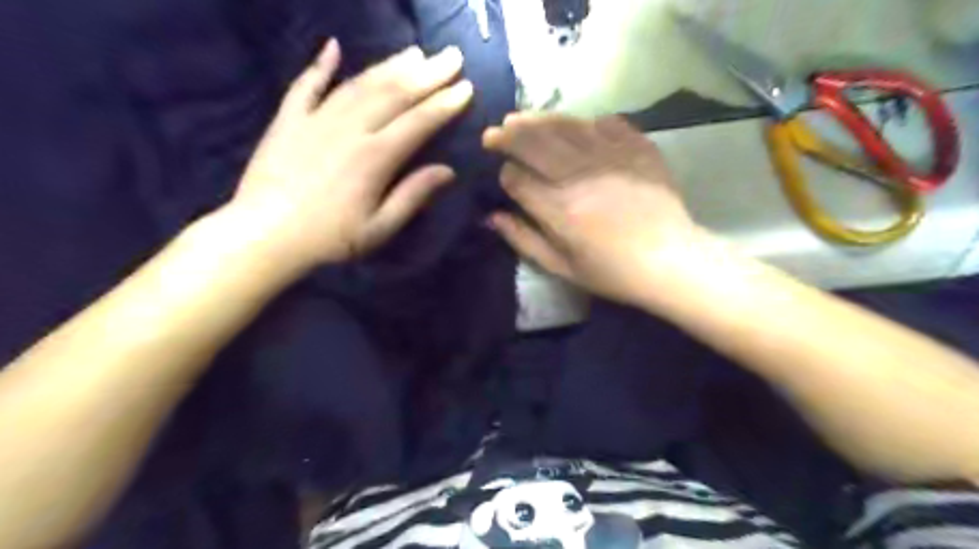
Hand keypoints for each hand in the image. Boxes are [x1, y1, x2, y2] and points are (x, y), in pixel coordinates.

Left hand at [230, 37, 473, 269]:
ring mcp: (316, 119)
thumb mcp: (380, 228)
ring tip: (415, 52)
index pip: (419, 122)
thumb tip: (448, 170)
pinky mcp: (288, 120)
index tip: (467, 87)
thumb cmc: (330, 239)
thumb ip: (413, 195)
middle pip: (394, 93)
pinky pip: (306, 85)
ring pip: (360, 83)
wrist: (264, 236)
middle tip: (451, 55)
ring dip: (390, 65)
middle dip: (427, 73)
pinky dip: (319, 65)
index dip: (445, 103)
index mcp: (375, 157)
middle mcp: (350, 128)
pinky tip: (333, 47)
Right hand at [481, 113, 703, 306]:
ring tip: (521, 119)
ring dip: (537, 120)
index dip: (506, 175)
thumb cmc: (612, 271)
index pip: (516, 178)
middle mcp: (579, 175)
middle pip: (533, 142)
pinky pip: (605, 122)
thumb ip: (523, 240)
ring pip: (564, 126)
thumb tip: (491, 217)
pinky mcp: (636, 147)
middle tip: (494, 133)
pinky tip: (576, 127)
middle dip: (508, 136)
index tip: (506, 177)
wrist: (670, 260)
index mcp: (558, 209)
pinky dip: (585, 122)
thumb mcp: (562, 267)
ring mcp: (610, 156)